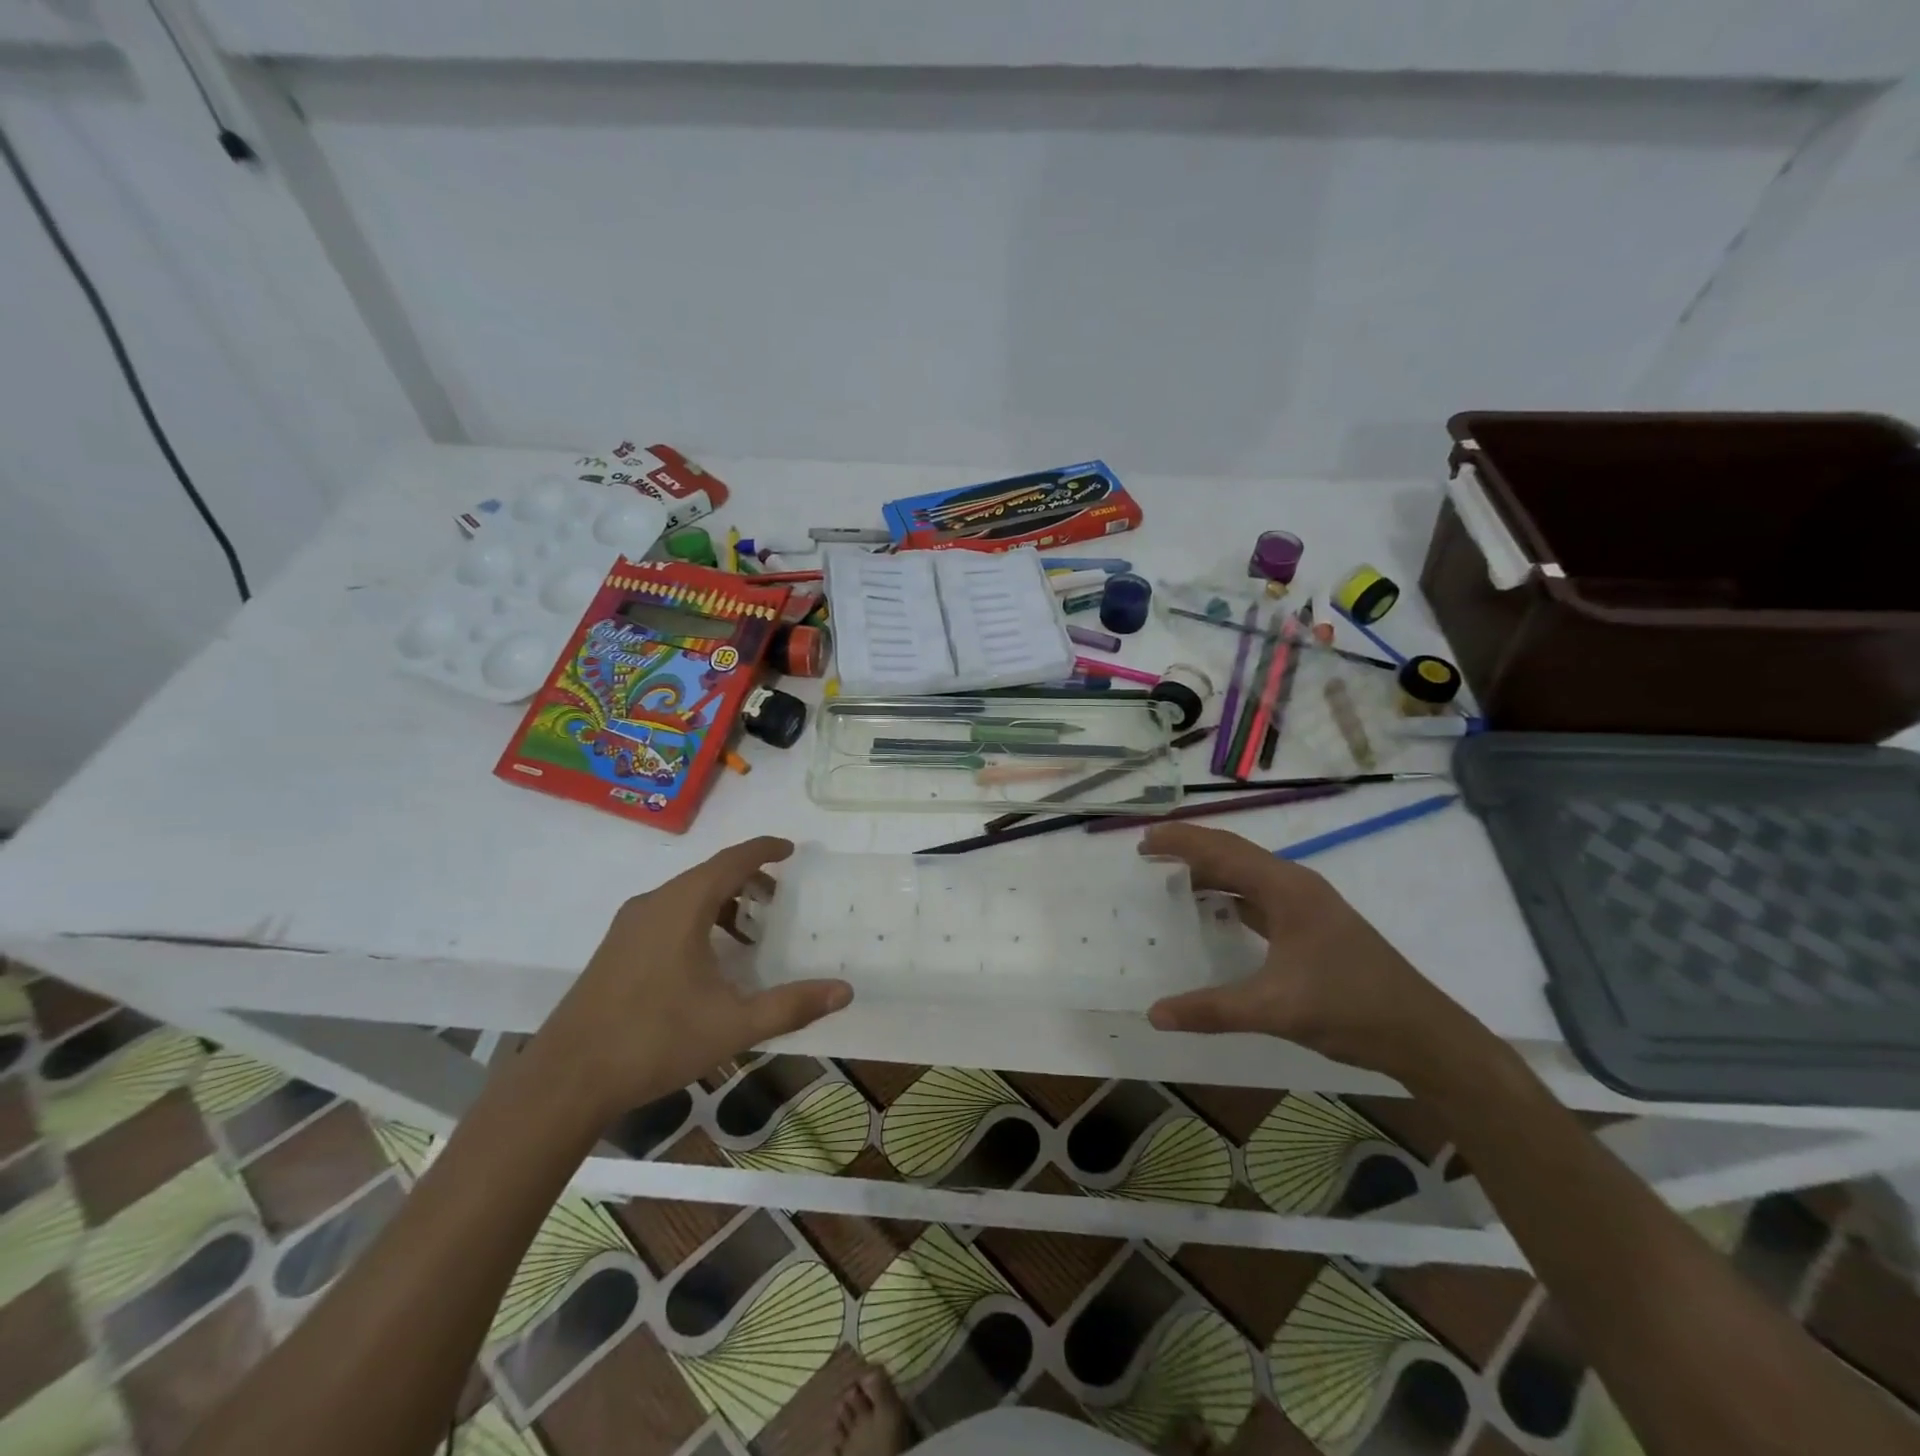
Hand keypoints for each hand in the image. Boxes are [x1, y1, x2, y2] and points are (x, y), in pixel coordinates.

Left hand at [532, 837, 851, 1121]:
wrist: (566, 1080)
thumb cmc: (655, 1040)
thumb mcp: (733, 1025)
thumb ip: (791, 1005)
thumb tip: (845, 991)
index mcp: (682, 907)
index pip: (731, 860)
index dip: (764, 850)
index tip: (791, 849)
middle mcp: (654, 904)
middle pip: (709, 874)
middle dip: (748, 879)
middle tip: (778, 898)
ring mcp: (629, 926)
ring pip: (685, 895)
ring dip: (722, 901)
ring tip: (749, 931)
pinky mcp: (616, 949)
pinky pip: (666, 914)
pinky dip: (697, 918)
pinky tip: (707, 959)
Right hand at [1141, 823, 1482, 1083]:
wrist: (1423, 1034)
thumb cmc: (1350, 1008)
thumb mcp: (1276, 1009)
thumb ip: (1213, 1010)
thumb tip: (1154, 1014)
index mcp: (1287, 888)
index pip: (1222, 850)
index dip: (1181, 842)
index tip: (1142, 842)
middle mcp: (1296, 885)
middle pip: (1233, 852)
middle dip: (1190, 848)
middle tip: (1148, 853)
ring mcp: (1307, 904)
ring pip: (1247, 873)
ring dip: (1210, 870)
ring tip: (1171, 877)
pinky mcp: (1312, 924)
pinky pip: (1259, 895)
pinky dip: (1230, 894)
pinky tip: (1215, 910)